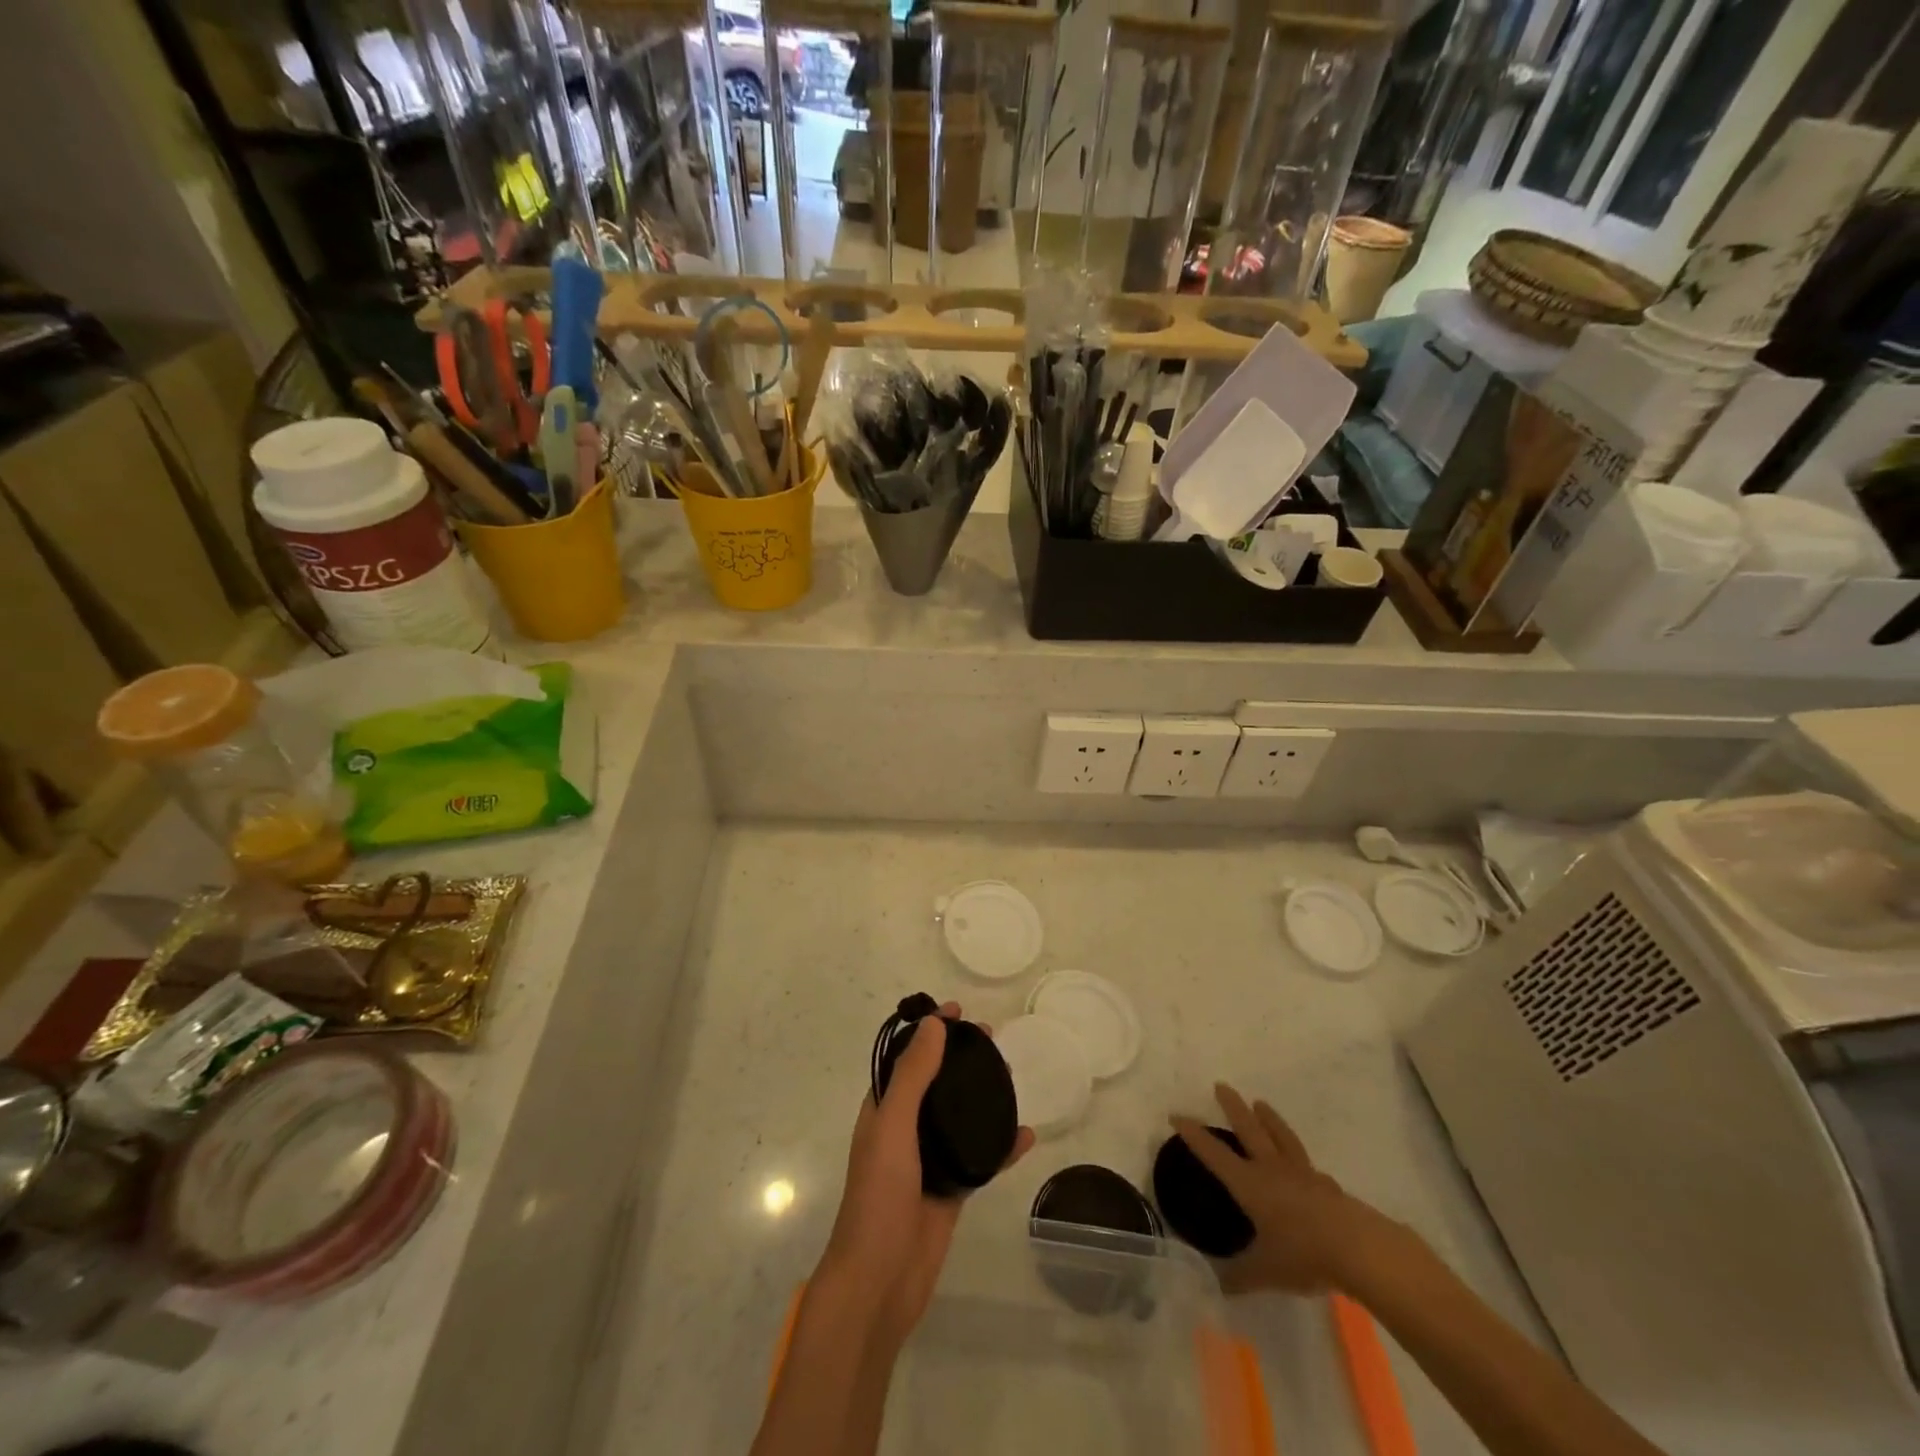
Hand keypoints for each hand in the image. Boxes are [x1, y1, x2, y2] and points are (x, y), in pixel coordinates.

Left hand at [818, 1003, 1033, 1350]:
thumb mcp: (893, 1126)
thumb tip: (934, 1024)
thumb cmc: (879, 1196)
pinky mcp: (952, 1189)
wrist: (880, 1281)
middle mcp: (905, 1128)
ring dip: (981, 1095)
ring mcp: (929, 1160)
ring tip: (1010, 1075)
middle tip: (991, 1040)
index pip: (907, 1057)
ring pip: (959, 1117)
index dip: (929, 1032)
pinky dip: (1001, 1145)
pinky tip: (1026, 1135)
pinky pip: (980, 1158)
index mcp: (883, 1109)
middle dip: (959, 1058)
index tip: (958, 1010)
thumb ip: (913, 1076)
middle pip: (936, 1082)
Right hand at [1171, 1082, 1376, 1294]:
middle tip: (1221, 1085)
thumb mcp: (1266, 1272)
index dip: (1193, 1134)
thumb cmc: (1304, 1255)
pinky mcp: (1328, 1187)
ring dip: (1269, 1119)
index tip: (1176, 1115)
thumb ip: (1239, 1276)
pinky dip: (1302, 1162)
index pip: (1214, 1153)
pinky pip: (1310, 1167)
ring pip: (1281, 1137)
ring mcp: (1303, 1175)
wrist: (1360, 1250)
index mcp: (1250, 1184)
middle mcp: (1272, 1170)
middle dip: (1232, 1107)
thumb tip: (1216, 1285)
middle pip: (1249, 1129)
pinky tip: (1308, 1170)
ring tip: (1260, 1103)